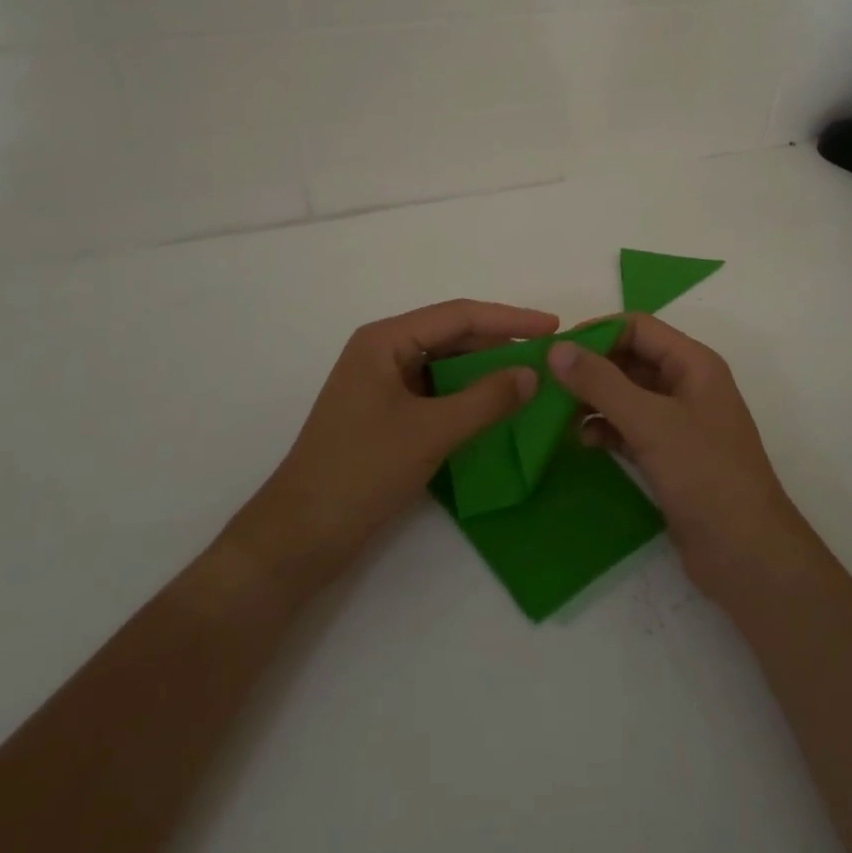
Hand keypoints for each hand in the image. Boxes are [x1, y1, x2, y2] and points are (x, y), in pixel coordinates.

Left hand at [227, 299, 555, 584]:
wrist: (299, 537)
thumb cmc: (360, 472)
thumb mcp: (430, 432)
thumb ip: (485, 399)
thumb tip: (533, 374)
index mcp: (384, 340)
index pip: (458, 315)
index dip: (509, 319)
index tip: (552, 327)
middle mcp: (383, 353)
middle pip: (452, 336)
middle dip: (499, 344)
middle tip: (548, 356)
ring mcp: (383, 385)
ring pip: (446, 366)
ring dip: (486, 372)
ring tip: (531, 379)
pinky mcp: (386, 415)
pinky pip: (436, 393)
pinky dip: (468, 397)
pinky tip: (497, 408)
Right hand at [548, 314, 814, 604]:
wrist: (747, 556)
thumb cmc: (705, 476)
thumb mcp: (651, 423)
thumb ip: (602, 383)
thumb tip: (557, 348)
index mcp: (693, 364)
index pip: (638, 328)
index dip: (597, 333)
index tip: (555, 351)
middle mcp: (687, 385)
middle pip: (630, 359)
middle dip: (590, 368)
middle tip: (546, 383)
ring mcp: (679, 423)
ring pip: (626, 396)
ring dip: (594, 400)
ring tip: (557, 414)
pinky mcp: (670, 456)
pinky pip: (629, 428)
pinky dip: (606, 429)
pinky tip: (584, 442)